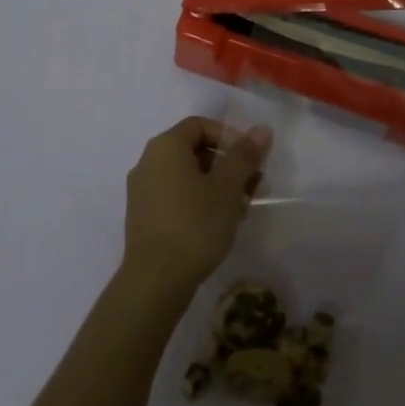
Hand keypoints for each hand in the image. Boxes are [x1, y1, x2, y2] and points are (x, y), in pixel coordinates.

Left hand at [121, 116, 271, 298]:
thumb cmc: (195, 224)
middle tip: (253, 185)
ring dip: (216, 185)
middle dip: (227, 164)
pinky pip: (175, 195)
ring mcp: (142, 190)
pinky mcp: (143, 216)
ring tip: (242, 207)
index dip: (229, 136)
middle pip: (194, 150)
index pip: (200, 125)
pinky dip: (199, 200)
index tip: (251, 158)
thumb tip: (261, 128)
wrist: (155, 280)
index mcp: (166, 146)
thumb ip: (244, 155)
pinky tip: (219, 223)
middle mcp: (148, 161)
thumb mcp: (227, 187)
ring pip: (186, 175)